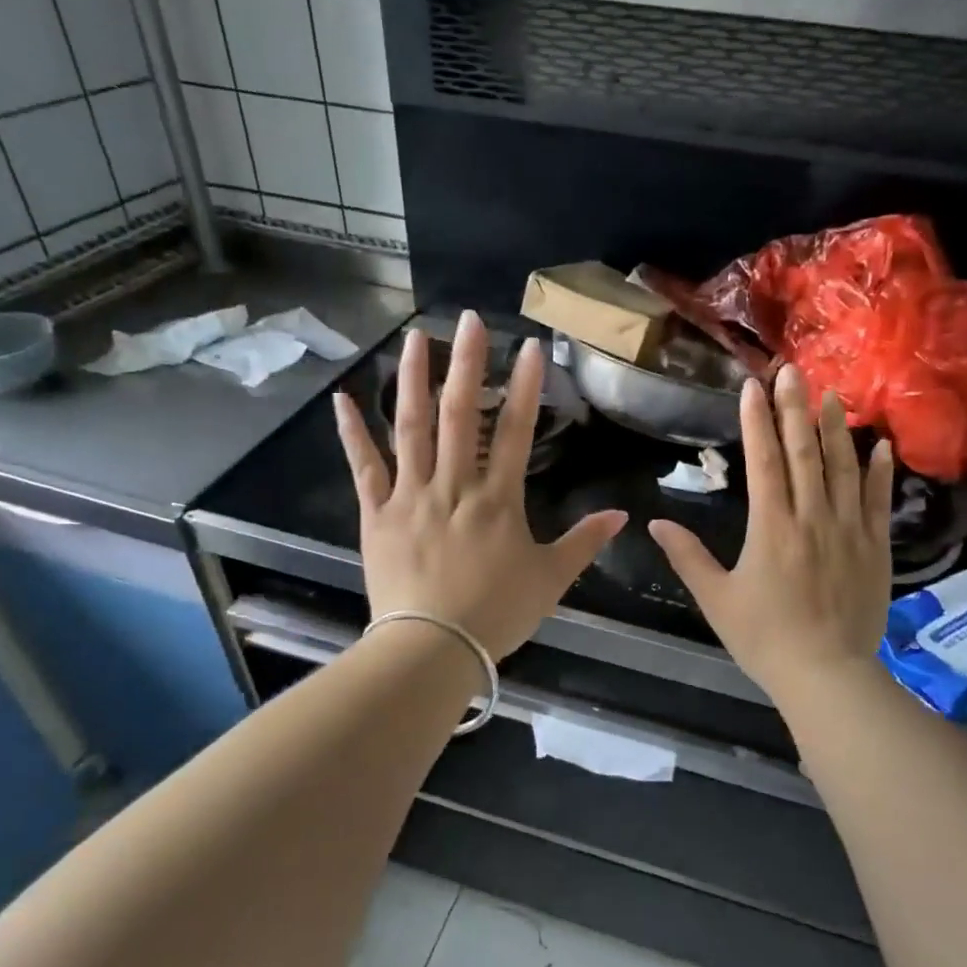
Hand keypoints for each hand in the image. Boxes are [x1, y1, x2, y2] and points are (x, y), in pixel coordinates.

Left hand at [334, 311, 626, 659]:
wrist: (432, 648)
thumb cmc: (496, 613)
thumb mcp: (551, 580)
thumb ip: (585, 542)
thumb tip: (623, 515)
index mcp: (498, 499)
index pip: (516, 431)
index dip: (524, 387)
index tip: (528, 347)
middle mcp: (454, 485)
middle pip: (460, 414)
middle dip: (468, 363)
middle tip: (469, 319)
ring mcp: (411, 496)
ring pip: (411, 428)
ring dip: (413, 380)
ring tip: (415, 337)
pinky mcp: (377, 514)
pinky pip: (364, 467)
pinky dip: (352, 433)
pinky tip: (342, 398)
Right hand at [649, 365, 893, 705]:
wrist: (826, 675)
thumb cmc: (764, 638)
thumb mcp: (716, 599)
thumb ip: (687, 557)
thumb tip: (655, 523)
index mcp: (771, 526)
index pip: (763, 460)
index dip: (757, 420)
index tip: (753, 385)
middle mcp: (812, 516)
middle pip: (805, 452)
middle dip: (796, 408)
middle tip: (792, 370)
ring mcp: (849, 530)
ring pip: (844, 467)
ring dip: (836, 429)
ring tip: (832, 394)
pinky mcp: (876, 547)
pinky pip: (879, 501)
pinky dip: (880, 471)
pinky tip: (881, 445)